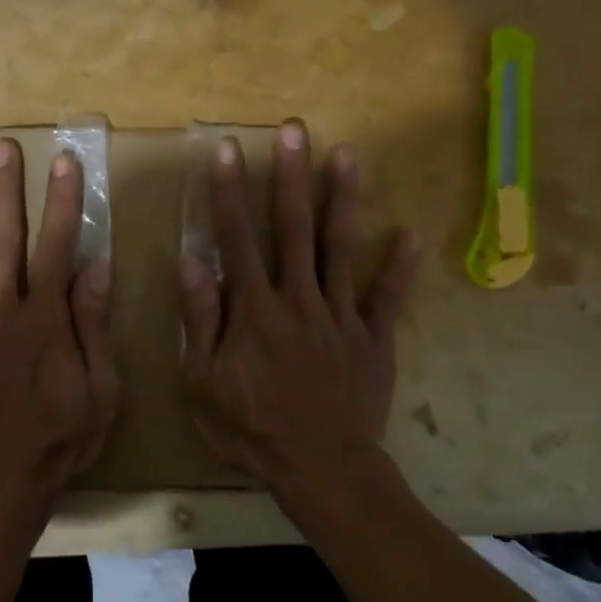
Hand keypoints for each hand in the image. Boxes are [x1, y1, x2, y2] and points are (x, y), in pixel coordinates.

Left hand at [0, 139, 117, 525]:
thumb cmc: (59, 439)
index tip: (64, 161)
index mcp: (43, 321)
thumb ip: (94, 325)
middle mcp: (0, 313)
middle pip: (4, 241)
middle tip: (1, 147)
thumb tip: (97, 265)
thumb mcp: (99, 389)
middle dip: (5, 191)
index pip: (56, 247)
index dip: (62, 202)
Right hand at [177, 122, 420, 501]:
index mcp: (254, 310)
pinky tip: (409, 234)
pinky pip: (387, 299)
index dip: (229, 192)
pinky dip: (399, 268)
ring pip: (341, 249)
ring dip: (343, 200)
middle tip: (294, 130)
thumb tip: (191, 259)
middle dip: (291, 176)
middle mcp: (299, 300)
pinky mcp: (373, 339)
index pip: (237, 239)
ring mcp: (341, 317)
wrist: (320, 471)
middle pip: (294, 229)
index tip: (227, 149)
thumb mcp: (203, 381)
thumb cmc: (251, 428)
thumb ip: (200, 317)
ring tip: (347, 155)